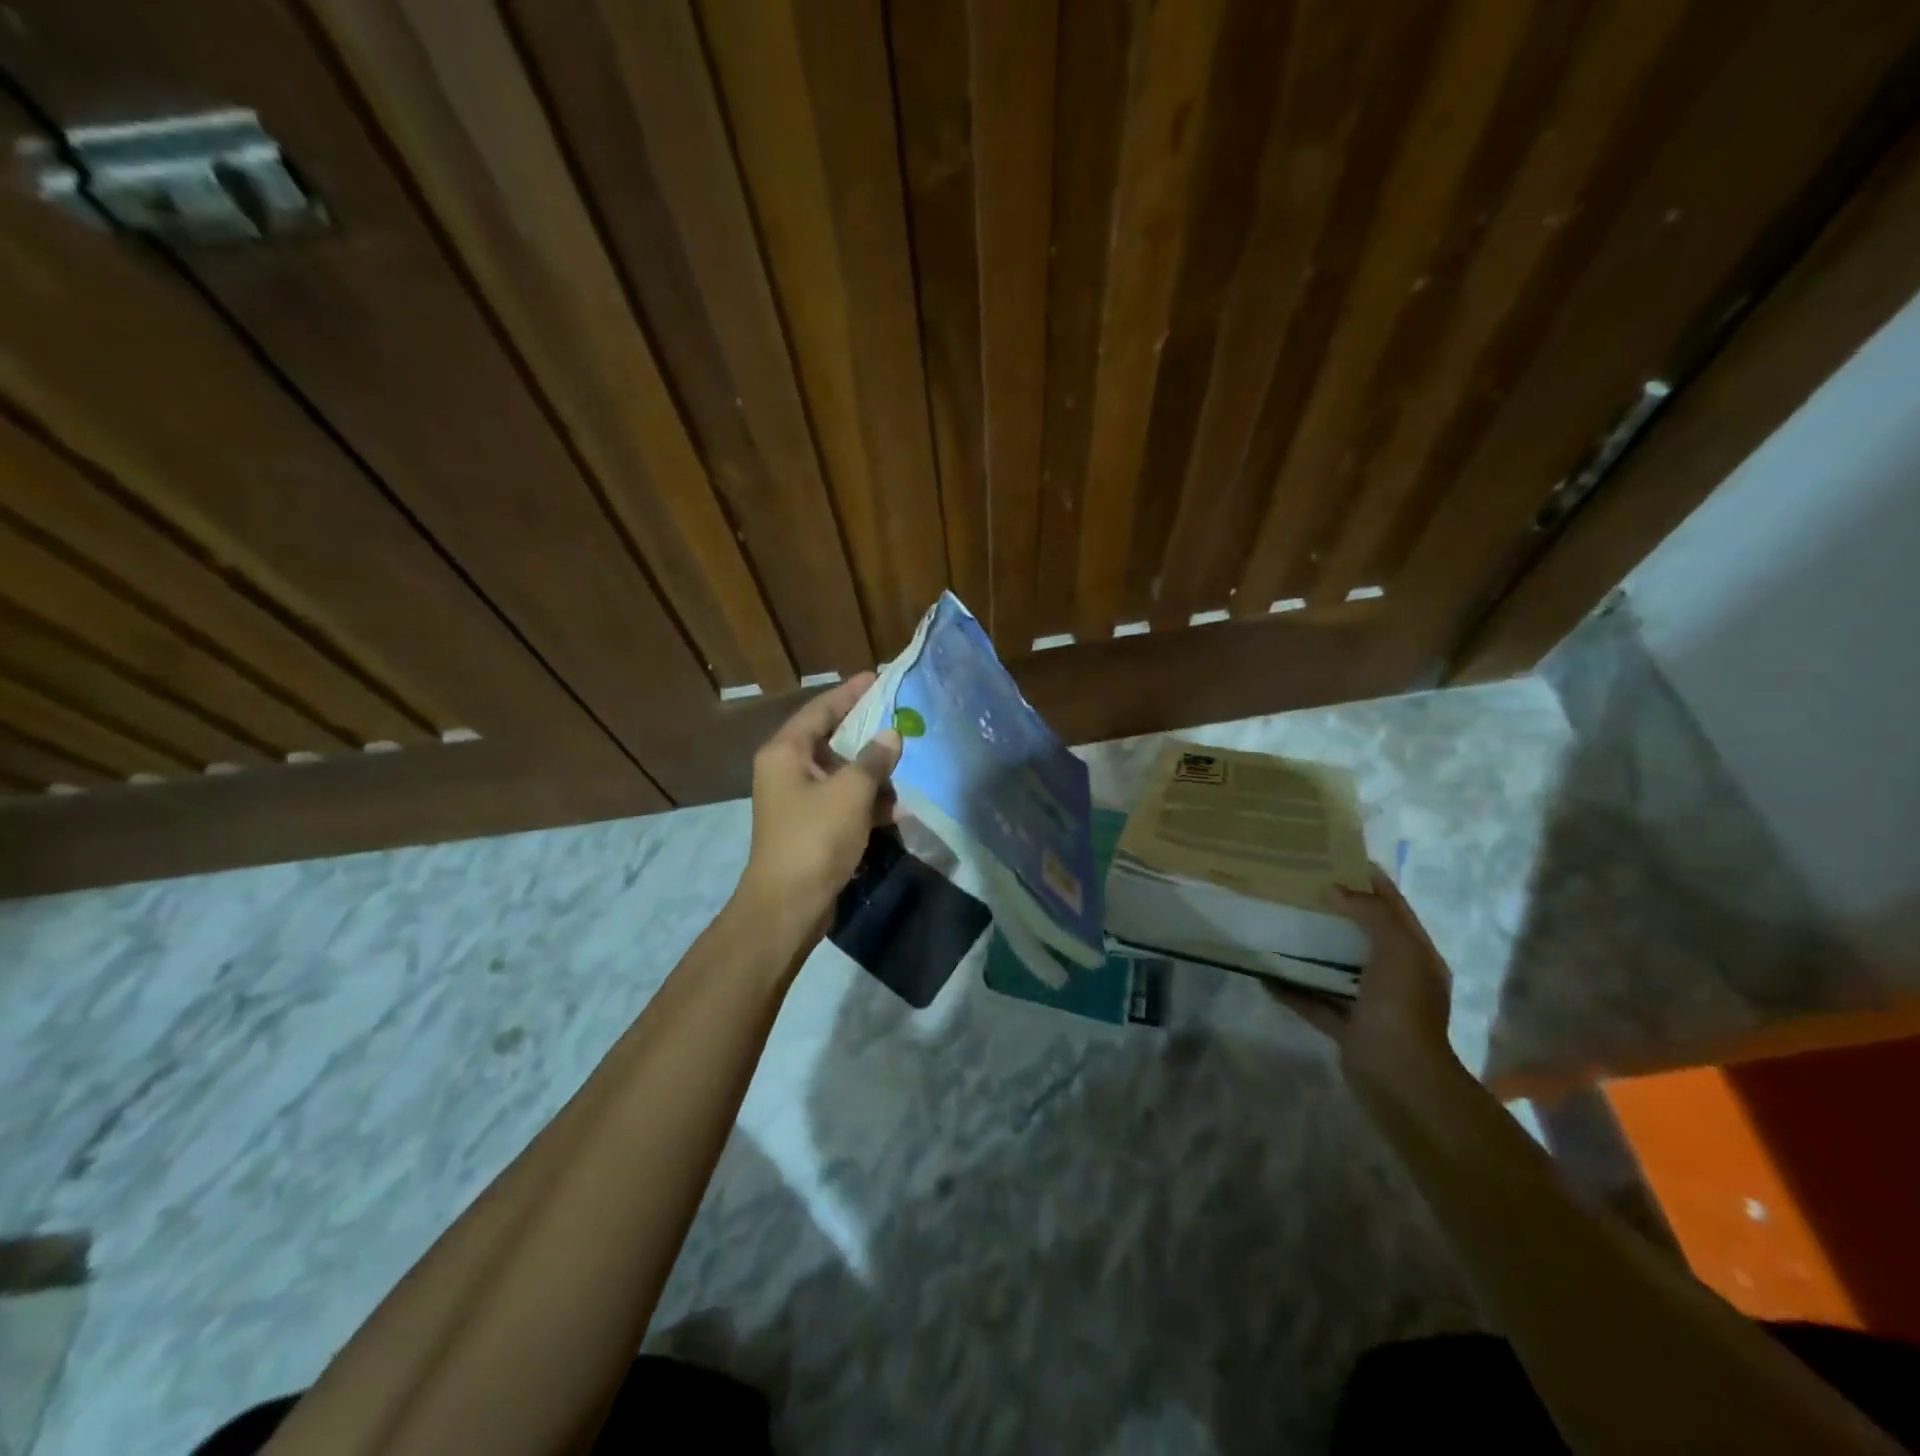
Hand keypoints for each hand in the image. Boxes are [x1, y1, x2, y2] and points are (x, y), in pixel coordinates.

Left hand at [735, 672, 900, 940]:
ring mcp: (797, 801)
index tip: (878, 678)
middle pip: (830, 740)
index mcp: (785, 753)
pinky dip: (866, 802)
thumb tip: (891, 735)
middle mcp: (786, 770)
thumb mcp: (850, 792)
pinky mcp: (810, 827)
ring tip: (905, 767)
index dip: (849, 693)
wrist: (789, 905)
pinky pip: (842, 802)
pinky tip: (895, 809)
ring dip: (871, 773)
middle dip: (867, 735)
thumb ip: (873, 760)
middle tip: (900, 720)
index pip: (820, 710)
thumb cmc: (815, 838)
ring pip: (840, 774)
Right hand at [1263, 869, 1456, 1084]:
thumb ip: (1371, 914)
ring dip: (1314, 950)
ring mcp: (1371, 1004)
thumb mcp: (1397, 949)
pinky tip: (1265, 976)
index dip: (1371, 882)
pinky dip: (1293, 990)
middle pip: (1364, 936)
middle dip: (1337, 912)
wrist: (1398, 1077)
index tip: (1336, 858)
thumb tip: (1336, 890)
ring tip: (1282, 926)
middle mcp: (1397, 978)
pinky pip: (1316, 1002)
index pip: (1395, 908)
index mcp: (1416, 956)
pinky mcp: (1347, 1028)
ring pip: (1338, 968)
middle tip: (1301, 888)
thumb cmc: (1401, 1007)